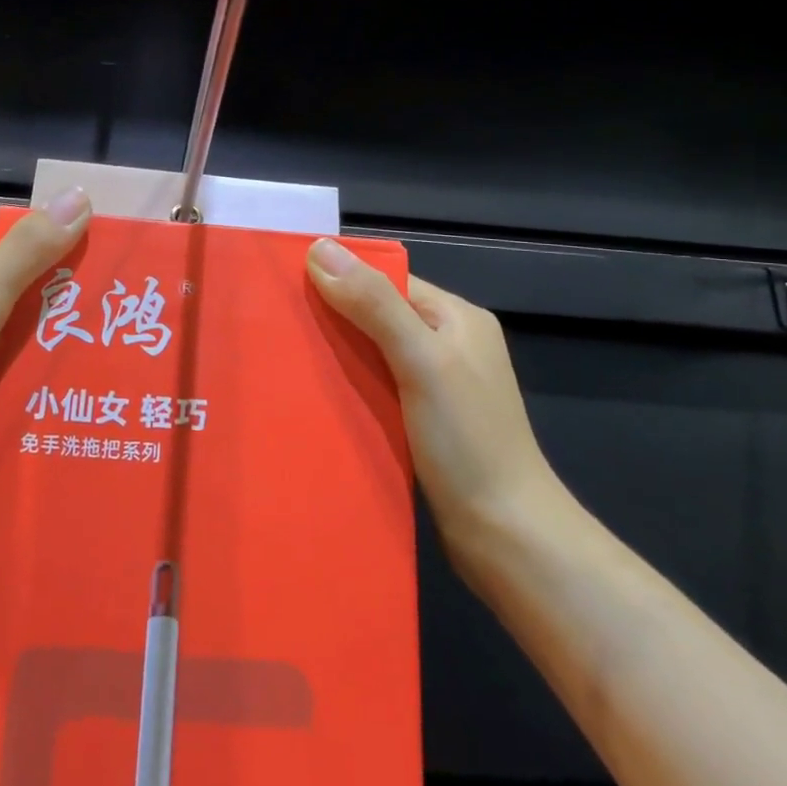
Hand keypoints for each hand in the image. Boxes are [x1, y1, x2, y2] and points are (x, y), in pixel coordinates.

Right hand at [306, 238, 564, 553]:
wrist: (507, 537)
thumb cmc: (468, 440)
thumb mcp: (420, 359)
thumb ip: (373, 304)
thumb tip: (320, 248)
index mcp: (456, 318)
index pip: (387, 281)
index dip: (340, 279)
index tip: (287, 287)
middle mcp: (448, 344)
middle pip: (377, 316)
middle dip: (333, 320)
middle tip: (278, 327)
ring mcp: (437, 386)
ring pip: (373, 355)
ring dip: (338, 357)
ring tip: (286, 361)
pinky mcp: (424, 423)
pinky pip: (377, 389)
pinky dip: (350, 389)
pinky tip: (318, 398)